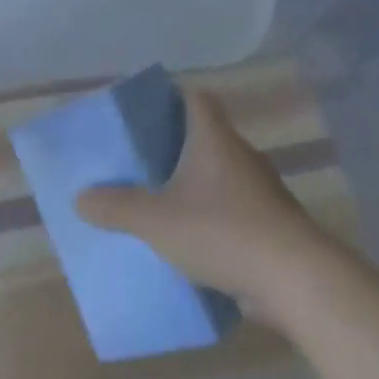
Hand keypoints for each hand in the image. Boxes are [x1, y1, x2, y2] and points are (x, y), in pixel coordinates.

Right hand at [75, 88, 319, 306]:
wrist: (297, 281)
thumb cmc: (222, 231)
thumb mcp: (155, 220)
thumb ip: (116, 207)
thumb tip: (82, 198)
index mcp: (214, 139)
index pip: (196, 98)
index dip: (171, 97)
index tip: (145, 112)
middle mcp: (241, 157)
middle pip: (205, 138)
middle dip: (173, 148)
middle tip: (140, 162)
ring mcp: (261, 193)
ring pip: (220, 178)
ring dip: (193, 187)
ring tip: (158, 203)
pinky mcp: (272, 227)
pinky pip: (233, 212)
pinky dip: (211, 220)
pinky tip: (189, 242)